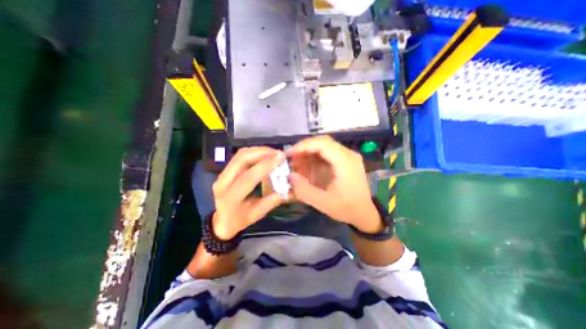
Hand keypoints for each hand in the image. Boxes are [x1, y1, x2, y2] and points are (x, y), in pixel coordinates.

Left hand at [212, 148, 285, 239]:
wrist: (221, 220)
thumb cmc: (239, 220)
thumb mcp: (257, 214)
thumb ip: (273, 200)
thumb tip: (291, 189)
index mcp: (231, 197)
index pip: (248, 177)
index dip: (265, 166)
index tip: (281, 158)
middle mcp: (223, 182)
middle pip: (242, 159)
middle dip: (262, 153)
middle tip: (279, 153)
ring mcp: (222, 173)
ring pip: (240, 154)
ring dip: (259, 150)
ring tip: (274, 153)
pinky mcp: (225, 169)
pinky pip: (240, 156)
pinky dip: (254, 152)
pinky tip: (265, 154)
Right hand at [289, 135, 385, 232]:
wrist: (365, 213)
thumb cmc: (346, 208)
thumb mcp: (323, 203)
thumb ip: (304, 190)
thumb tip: (290, 176)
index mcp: (345, 162)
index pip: (322, 143)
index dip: (303, 145)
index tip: (290, 154)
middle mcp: (348, 154)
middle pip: (323, 142)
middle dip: (304, 148)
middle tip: (292, 159)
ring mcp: (348, 156)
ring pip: (324, 146)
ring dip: (309, 152)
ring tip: (297, 164)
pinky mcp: (345, 160)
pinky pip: (327, 153)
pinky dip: (315, 157)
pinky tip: (308, 166)